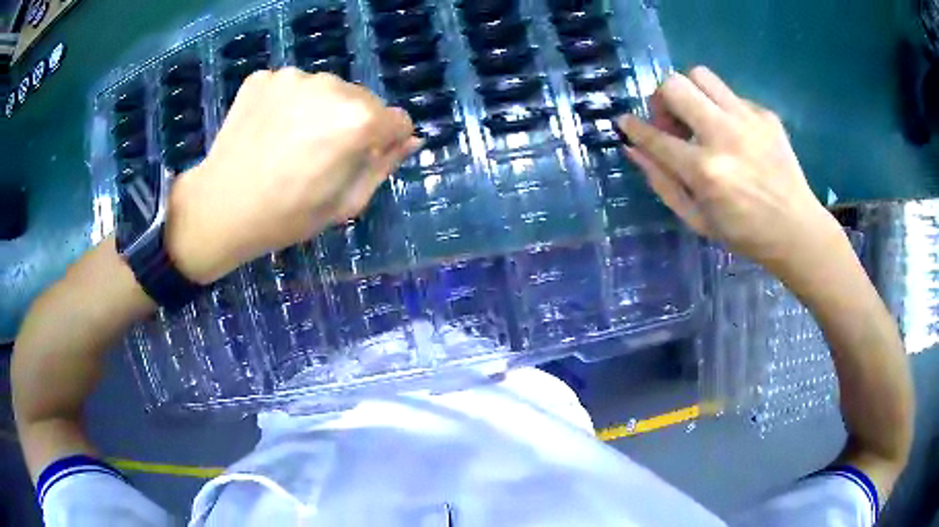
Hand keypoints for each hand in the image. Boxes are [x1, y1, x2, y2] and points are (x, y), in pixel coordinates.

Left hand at [166, 68, 419, 283]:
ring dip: (320, 110)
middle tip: (322, 155)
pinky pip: (291, 87)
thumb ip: (384, 166)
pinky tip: (270, 130)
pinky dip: (288, 104)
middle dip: (354, 123)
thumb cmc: (287, 215)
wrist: (220, 208)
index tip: (366, 159)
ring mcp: (293, 77)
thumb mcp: (347, 204)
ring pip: (326, 90)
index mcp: (357, 120)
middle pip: (362, 100)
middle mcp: (331, 85)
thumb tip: (410, 140)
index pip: (398, 119)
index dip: (387, 142)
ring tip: (292, 142)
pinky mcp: (263, 77)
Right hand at [617, 66, 843, 279]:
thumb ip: (662, 182)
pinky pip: (730, 94)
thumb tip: (633, 149)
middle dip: (662, 99)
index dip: (633, 127)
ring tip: (699, 117)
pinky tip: (733, 133)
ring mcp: (748, 120)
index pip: (655, 136)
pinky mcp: (765, 114)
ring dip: (690, 92)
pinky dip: (722, 108)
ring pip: (701, 75)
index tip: (625, 122)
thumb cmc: (744, 233)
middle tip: (671, 122)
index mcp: (704, 170)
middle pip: (674, 85)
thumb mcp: (696, 220)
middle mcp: (723, 135)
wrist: (797, 229)